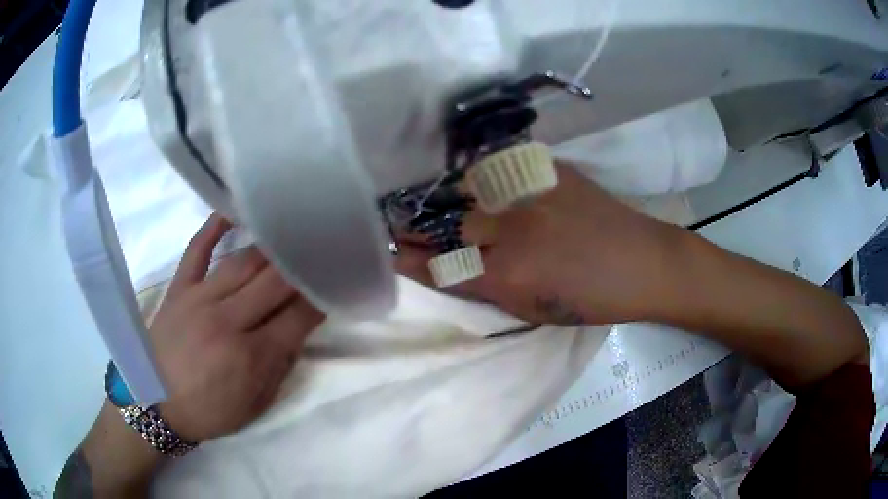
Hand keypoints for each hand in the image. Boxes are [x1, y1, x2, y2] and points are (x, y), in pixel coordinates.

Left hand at [56, 215, 324, 497]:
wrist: (155, 404)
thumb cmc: (209, 411)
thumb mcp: (256, 404)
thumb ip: (280, 367)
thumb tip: (297, 329)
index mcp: (251, 356)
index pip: (298, 316)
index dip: (321, 297)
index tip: (333, 283)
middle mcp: (228, 320)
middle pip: (275, 281)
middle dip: (302, 266)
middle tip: (318, 253)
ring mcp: (200, 299)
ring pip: (244, 261)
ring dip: (271, 249)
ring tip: (289, 237)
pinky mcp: (179, 288)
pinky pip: (197, 249)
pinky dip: (214, 226)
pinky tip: (233, 212)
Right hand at [396, 164, 676, 324]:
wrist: (642, 261)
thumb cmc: (590, 298)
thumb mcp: (531, 309)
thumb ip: (483, 287)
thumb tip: (444, 267)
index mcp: (509, 274)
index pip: (441, 263)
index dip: (409, 256)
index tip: (391, 249)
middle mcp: (513, 226)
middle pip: (447, 221)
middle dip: (419, 225)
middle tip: (405, 223)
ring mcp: (529, 189)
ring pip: (467, 188)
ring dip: (449, 197)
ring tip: (440, 202)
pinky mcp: (546, 167)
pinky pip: (498, 167)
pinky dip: (482, 178)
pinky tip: (480, 183)